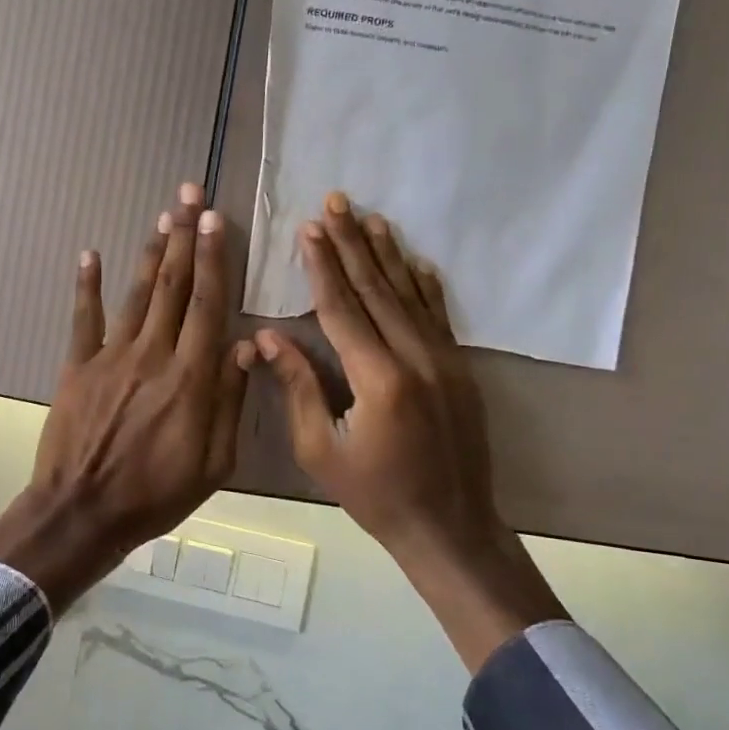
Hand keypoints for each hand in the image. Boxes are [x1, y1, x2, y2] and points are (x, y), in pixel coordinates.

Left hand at [0, 183, 252, 610]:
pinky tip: (90, 254)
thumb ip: (230, 401)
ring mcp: (110, 357)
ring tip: (162, 216)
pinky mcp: (77, 367)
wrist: (84, 512)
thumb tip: (246, 345)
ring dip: (151, 252)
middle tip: (189, 194)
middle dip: (184, 236)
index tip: (216, 219)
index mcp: (191, 377)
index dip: (213, 258)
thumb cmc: (157, 494)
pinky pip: (83, 319)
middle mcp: (153, 354)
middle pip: (173, 286)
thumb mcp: (215, 463)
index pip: (207, 304)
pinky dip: (86, 285)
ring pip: (137, 294)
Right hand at [254, 193, 564, 669]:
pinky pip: (439, 316)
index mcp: (379, 380)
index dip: (323, 267)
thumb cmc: (375, 495)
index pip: (343, 308)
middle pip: (378, 289)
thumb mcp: (321, 451)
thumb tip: (268, 337)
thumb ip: (299, 388)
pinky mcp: (460, 369)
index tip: (307, 229)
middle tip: (336, 202)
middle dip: (353, 244)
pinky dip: (425, 284)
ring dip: (388, 254)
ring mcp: (445, 361)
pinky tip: (415, 259)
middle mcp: (417, 359)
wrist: (449, 527)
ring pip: (411, 294)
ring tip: (369, 216)